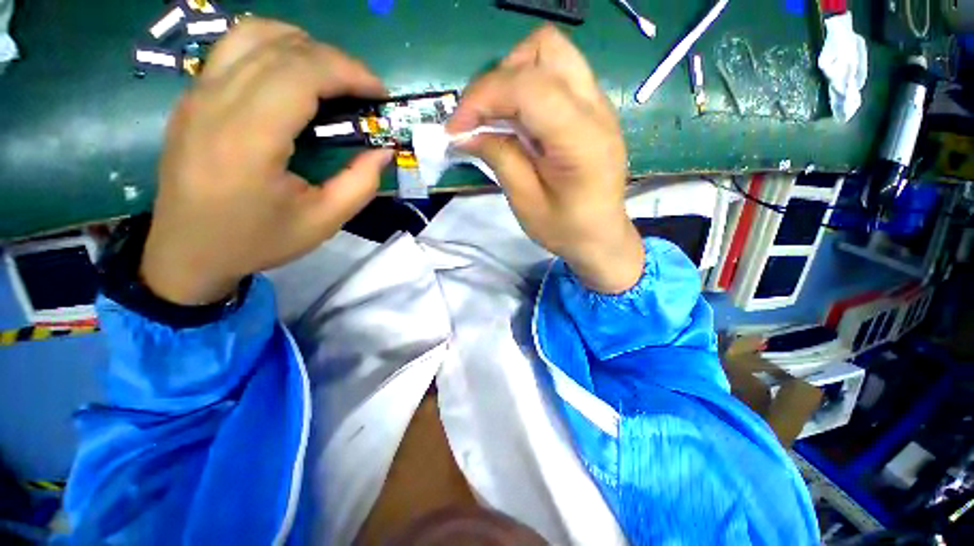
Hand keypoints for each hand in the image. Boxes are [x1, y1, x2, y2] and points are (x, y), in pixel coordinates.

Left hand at [141, 19, 392, 305]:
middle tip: (363, 90)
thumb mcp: (323, 222)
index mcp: (249, 138)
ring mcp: (197, 95)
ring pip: (252, 35)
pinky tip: (294, 78)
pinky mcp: (192, 98)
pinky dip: (274, 50)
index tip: (379, 92)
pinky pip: (234, 50)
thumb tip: (384, 151)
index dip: (348, 71)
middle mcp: (216, 103)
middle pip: (281, 47)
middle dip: (335, 59)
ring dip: (302, 46)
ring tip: (331, 77)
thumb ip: (360, 185)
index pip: (301, 72)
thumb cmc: (257, 240)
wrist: (186, 252)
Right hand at [447, 26, 643, 293]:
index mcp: (581, 139)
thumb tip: (466, 133)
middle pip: (543, 49)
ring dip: (512, 78)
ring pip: (550, 54)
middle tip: (480, 118)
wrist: (602, 236)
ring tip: (496, 118)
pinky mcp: (592, 109)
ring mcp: (598, 104)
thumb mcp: (526, 203)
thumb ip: (499, 159)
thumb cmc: (565, 229)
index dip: (483, 97)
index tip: (456, 128)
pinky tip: (516, 122)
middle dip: (499, 77)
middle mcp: (596, 108)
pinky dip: (526, 88)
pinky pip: (556, 75)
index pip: (527, 86)